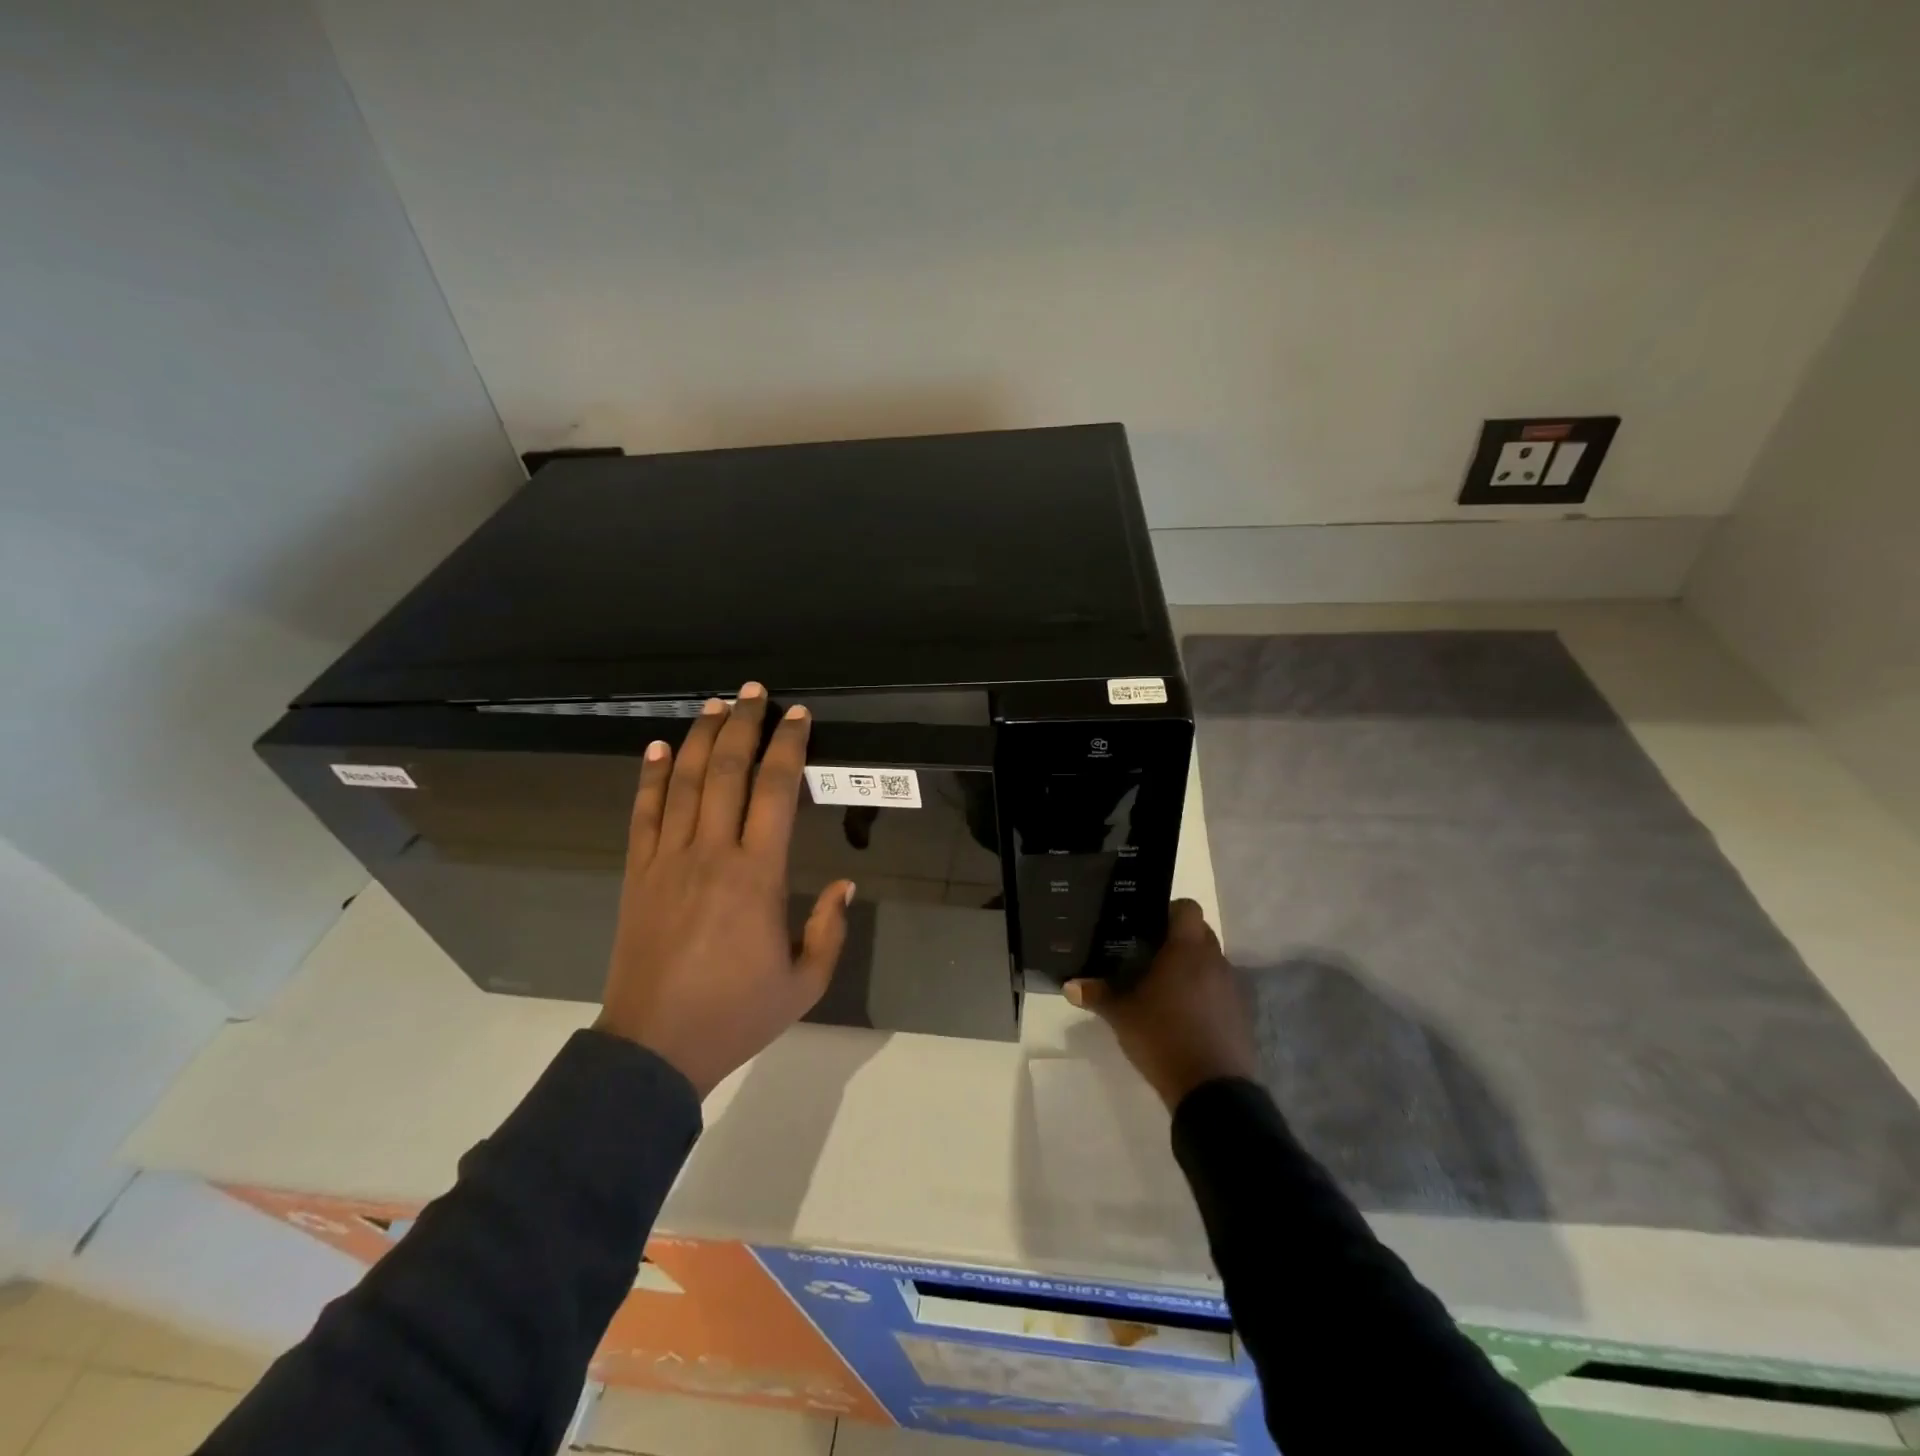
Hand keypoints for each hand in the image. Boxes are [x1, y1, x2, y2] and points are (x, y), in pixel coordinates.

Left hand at [596, 682, 853, 1096]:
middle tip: (755, 692)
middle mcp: (711, 854)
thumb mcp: (806, 982)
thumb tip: (846, 883)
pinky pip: (644, 814)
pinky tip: (659, 747)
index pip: (775, 792)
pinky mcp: (637, 874)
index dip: (788, 748)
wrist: (654, 1048)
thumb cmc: (737, 1014)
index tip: (798, 717)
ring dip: (701, 738)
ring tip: (715, 704)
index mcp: (757, 876)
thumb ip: (830, 929)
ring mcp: (667, 860)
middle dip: (743, 726)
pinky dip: (651, 776)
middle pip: (727, 772)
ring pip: (685, 783)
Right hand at [1064, 900, 1257, 1110]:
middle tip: (1148, 954)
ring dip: (1191, 967)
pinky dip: (1204, 992)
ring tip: (1163, 985)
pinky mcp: (1240, 1013)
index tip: (1147, 925)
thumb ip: (1097, 995)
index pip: (1187, 908)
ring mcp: (1231, 987)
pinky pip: (1219, 989)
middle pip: (1199, 933)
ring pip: (1210, 961)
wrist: (1212, 1090)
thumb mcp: (1122, 1016)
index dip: (1169, 910)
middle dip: (1177, 939)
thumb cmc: (1164, 1037)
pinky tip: (1182, 1014)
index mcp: (1187, 949)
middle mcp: (1214, 960)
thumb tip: (1069, 984)